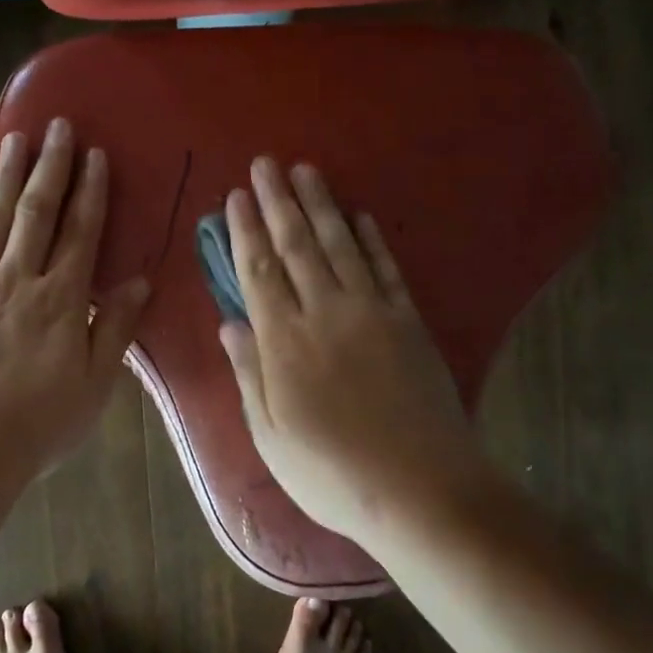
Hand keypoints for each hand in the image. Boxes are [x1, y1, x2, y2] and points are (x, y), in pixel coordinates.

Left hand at [0, 118, 149, 477]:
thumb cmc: (41, 422)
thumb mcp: (96, 383)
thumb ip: (115, 328)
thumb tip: (140, 282)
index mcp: (60, 300)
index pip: (81, 233)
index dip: (90, 191)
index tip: (95, 155)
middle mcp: (18, 282)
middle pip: (36, 214)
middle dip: (49, 167)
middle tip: (55, 126)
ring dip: (6, 178)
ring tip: (15, 140)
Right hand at [218, 158, 493, 540]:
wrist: (422, 490)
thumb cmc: (333, 474)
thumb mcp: (271, 437)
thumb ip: (250, 374)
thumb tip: (230, 323)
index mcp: (285, 344)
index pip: (258, 273)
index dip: (245, 231)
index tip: (235, 196)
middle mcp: (326, 314)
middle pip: (297, 247)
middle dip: (278, 202)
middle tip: (265, 163)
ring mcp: (372, 313)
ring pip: (340, 246)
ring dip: (321, 205)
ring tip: (305, 171)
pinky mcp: (409, 321)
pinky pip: (386, 268)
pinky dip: (370, 238)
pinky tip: (359, 215)